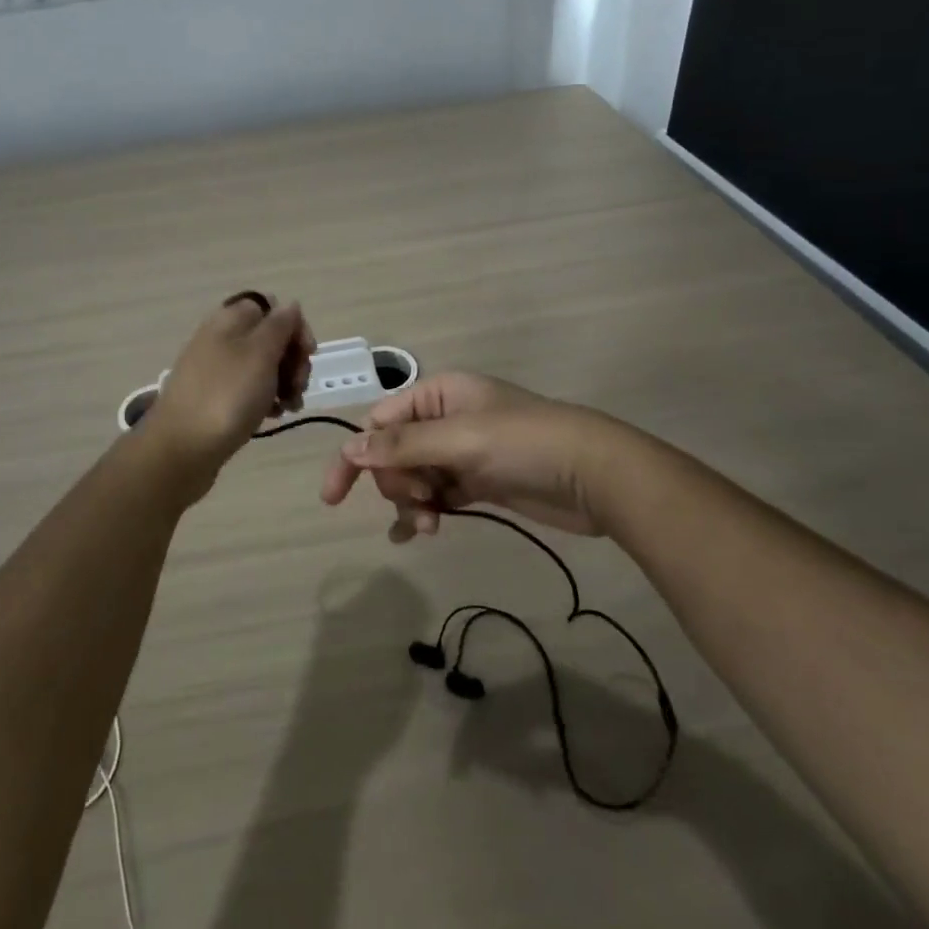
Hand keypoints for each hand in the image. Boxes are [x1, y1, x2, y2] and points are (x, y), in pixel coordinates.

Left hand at [137, 292, 314, 494]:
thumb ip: (280, 325)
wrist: (181, 448)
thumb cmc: (227, 395)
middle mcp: (221, 337)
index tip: (308, 354)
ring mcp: (216, 368)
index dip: (294, 326)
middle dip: (292, 359)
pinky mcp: (215, 396)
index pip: (272, 306)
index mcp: (230, 318)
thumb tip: (290, 305)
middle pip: (269, 336)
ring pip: (262, 365)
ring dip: (284, 382)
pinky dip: (265, 399)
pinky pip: (248, 388)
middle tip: (298, 386)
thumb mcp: (261, 353)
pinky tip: (273, 416)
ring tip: (290, 406)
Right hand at [319, 372, 612, 539]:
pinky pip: (438, 495)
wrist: (595, 475)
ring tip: (429, 526)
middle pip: (394, 451)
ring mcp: (463, 452)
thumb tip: (348, 448)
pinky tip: (418, 534)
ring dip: (411, 501)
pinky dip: (426, 512)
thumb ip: (402, 445)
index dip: (356, 455)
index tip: (333, 496)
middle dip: (396, 481)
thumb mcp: (459, 439)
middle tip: (421, 502)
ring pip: (415, 476)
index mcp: (439, 394)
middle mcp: (446, 418)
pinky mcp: (480, 482)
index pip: (380, 421)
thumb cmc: (524, 443)